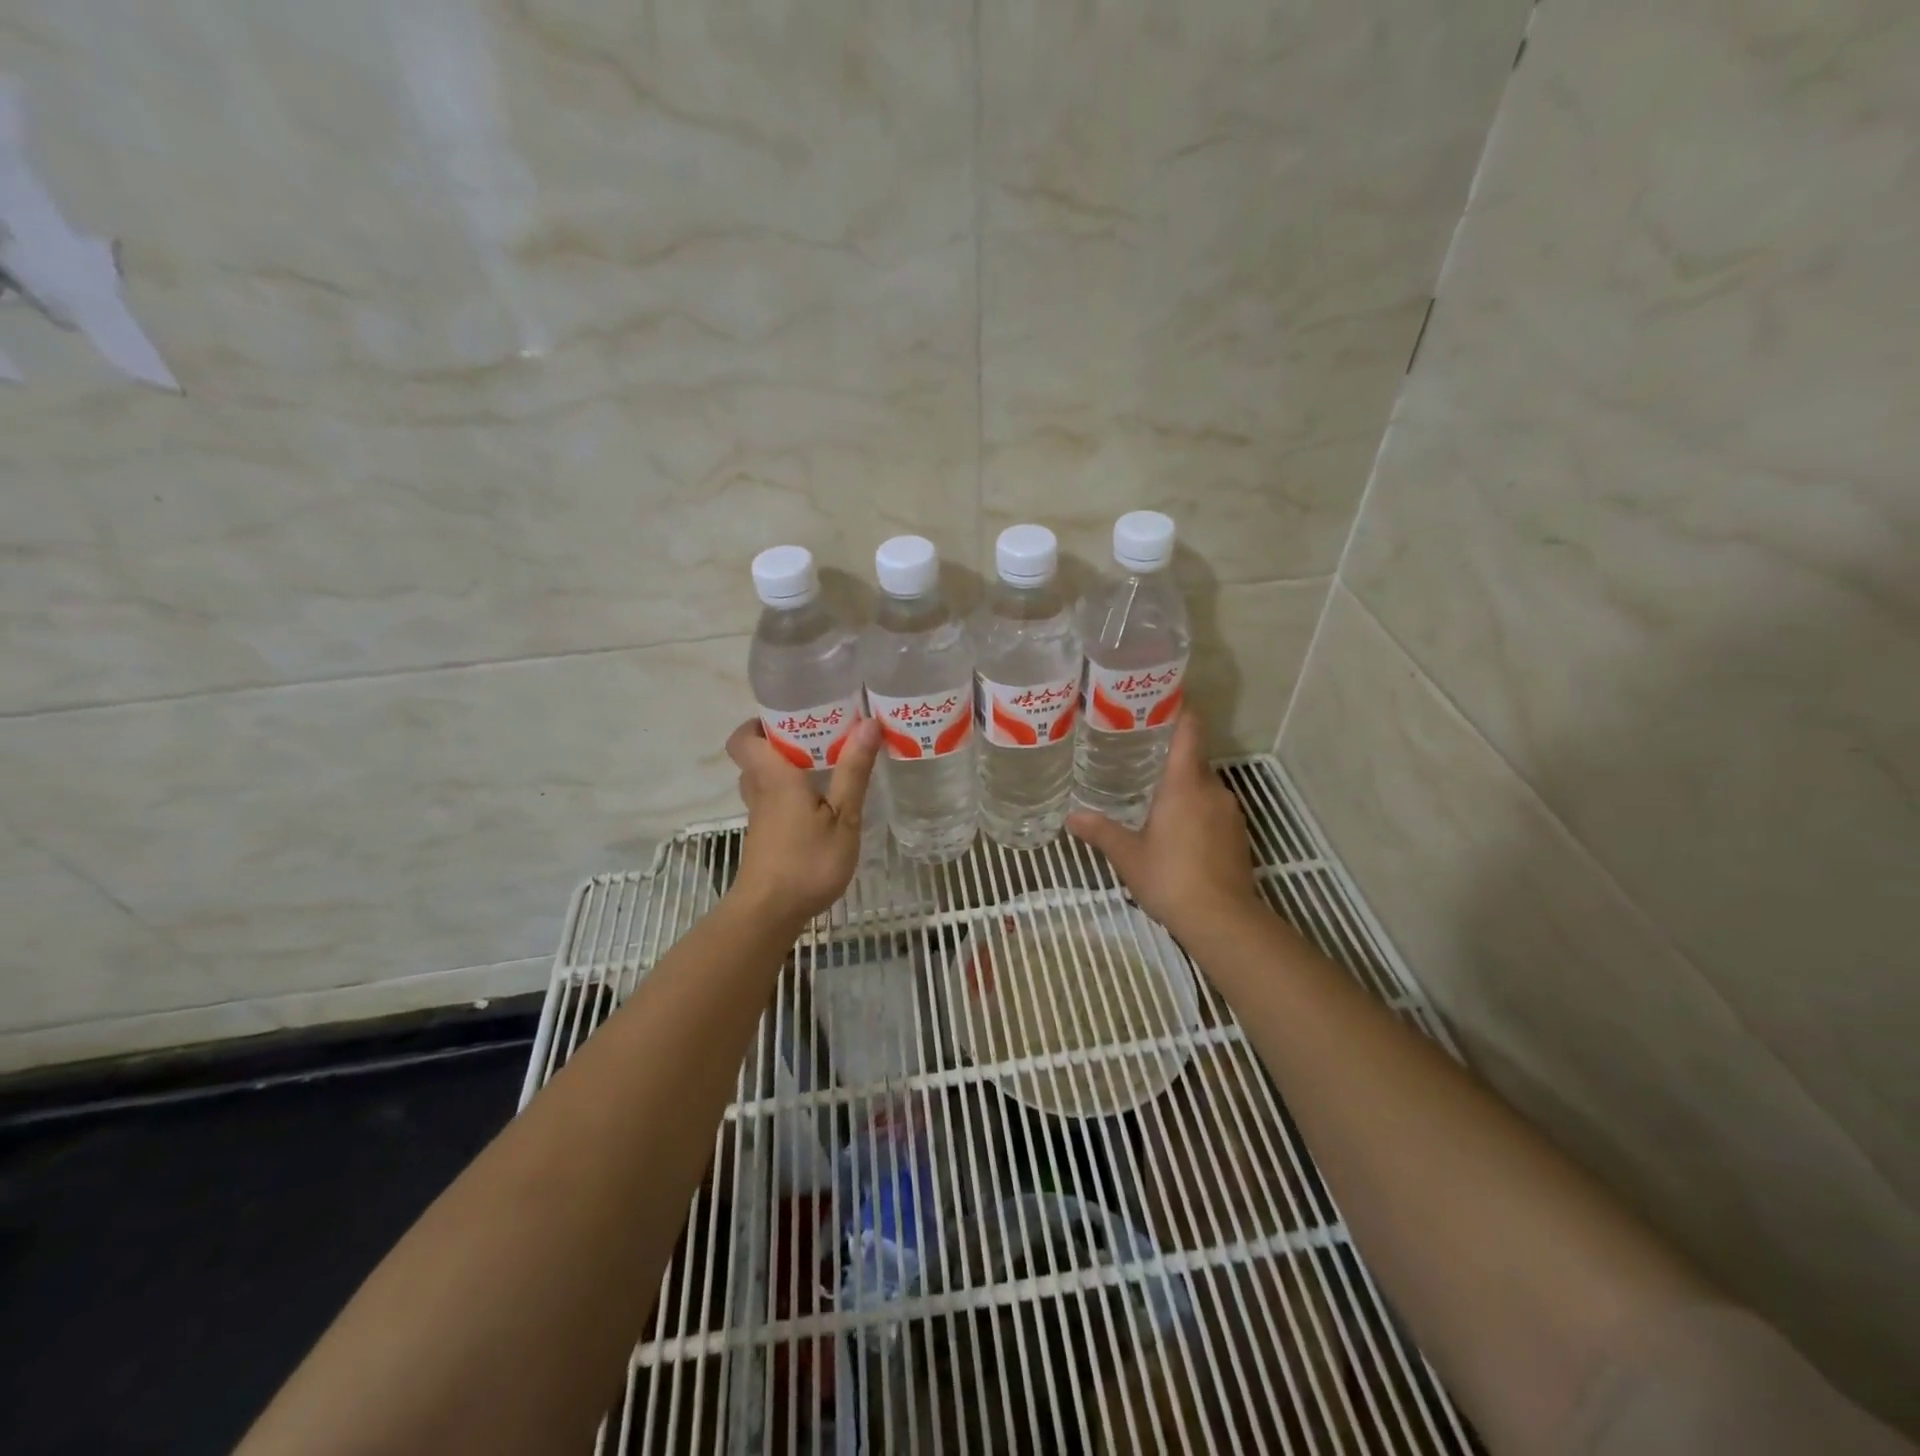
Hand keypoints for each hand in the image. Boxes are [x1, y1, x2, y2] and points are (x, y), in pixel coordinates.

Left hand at [725, 716, 881, 924]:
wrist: (770, 913)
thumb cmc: (807, 861)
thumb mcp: (843, 816)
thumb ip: (853, 771)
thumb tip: (868, 723)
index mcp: (774, 777)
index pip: (743, 739)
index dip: (757, 723)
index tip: (791, 715)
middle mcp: (760, 791)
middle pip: (756, 756)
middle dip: (783, 741)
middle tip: (821, 735)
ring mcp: (760, 817)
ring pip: (764, 780)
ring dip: (787, 768)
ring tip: (825, 764)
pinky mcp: (766, 837)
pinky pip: (772, 801)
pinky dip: (791, 794)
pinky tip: (822, 803)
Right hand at [1067, 713, 1260, 939]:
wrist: (1222, 919)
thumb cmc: (1171, 877)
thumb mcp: (1128, 855)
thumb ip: (1101, 831)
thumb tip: (1072, 817)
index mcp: (1185, 783)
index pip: (1190, 731)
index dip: (1180, 711)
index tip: (1163, 700)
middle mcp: (1213, 789)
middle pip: (1194, 760)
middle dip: (1170, 758)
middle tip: (1139, 757)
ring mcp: (1230, 812)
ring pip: (1204, 787)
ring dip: (1183, 788)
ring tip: (1153, 796)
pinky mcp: (1238, 835)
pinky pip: (1214, 809)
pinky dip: (1196, 810)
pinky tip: (1177, 830)